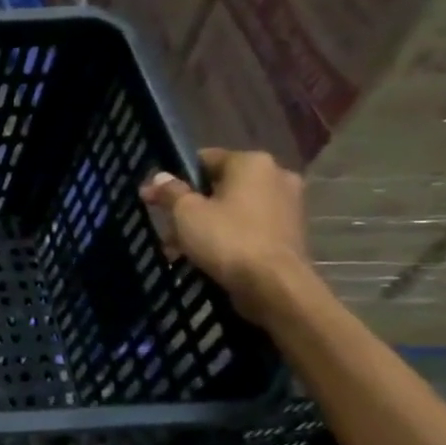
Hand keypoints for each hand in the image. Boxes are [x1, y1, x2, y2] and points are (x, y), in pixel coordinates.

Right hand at [141, 148, 312, 324]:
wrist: (275, 286)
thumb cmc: (227, 239)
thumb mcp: (186, 213)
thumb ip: (170, 192)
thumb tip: (159, 177)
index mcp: (251, 162)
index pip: (204, 159)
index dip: (175, 178)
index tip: (154, 198)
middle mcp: (276, 176)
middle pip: (219, 187)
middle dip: (190, 208)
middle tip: (167, 229)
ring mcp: (288, 206)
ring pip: (233, 209)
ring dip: (205, 225)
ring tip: (180, 250)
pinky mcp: (291, 233)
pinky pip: (249, 228)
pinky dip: (228, 237)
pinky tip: (206, 258)